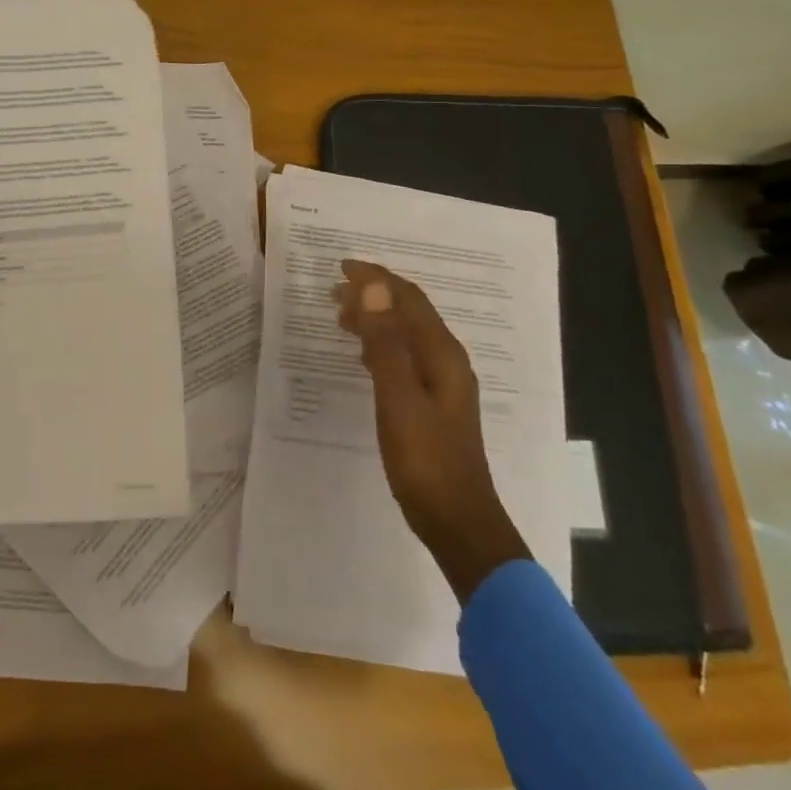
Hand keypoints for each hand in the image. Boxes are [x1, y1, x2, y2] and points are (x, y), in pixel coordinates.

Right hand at [334, 259, 529, 599]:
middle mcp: (447, 361)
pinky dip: (380, 344)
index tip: (340, 267)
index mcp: (442, 354)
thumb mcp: (399, 398)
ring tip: (340, 316)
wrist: (458, 522)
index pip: (408, 299)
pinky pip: (405, 356)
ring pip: (407, 334)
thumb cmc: (426, 460)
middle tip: (332, 292)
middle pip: (410, 313)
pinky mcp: (434, 403)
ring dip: (375, 318)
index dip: (375, 278)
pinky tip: (363, 356)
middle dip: (373, 295)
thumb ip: (386, 343)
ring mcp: (443, 383)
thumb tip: (373, 288)